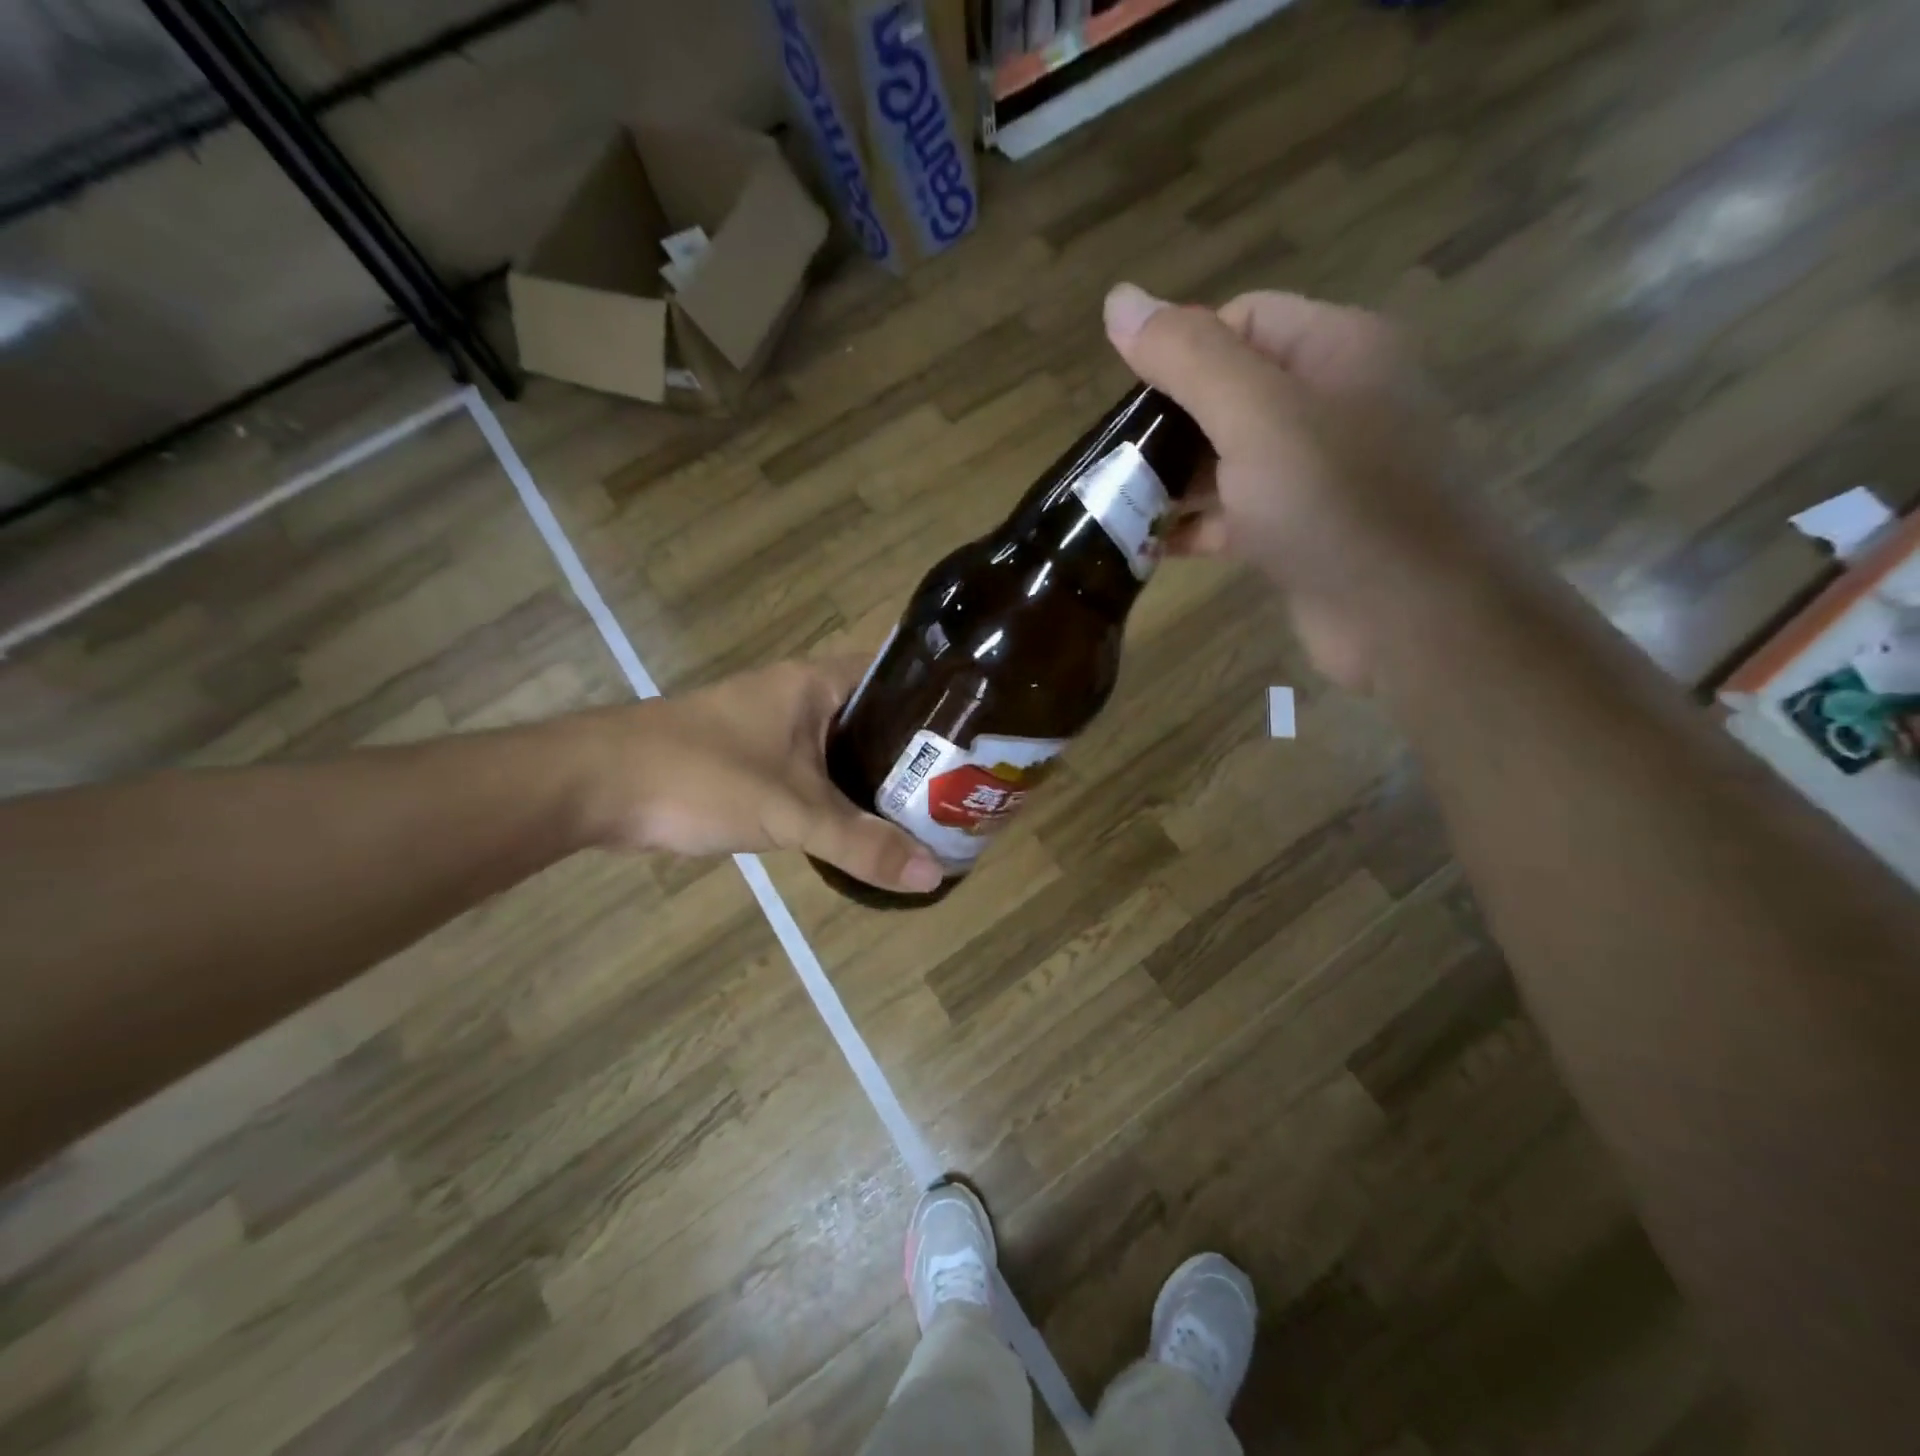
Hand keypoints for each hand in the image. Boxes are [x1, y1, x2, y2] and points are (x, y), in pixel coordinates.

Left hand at [570, 659, 942, 892]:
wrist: (597, 787)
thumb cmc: (700, 776)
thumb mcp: (791, 811)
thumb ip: (861, 843)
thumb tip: (934, 874)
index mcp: (816, 682)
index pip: (897, 672)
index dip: (938, 697)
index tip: (978, 733)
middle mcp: (799, 695)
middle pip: (876, 714)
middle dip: (915, 749)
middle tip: (963, 785)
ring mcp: (773, 727)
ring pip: (844, 746)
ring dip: (877, 774)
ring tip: (930, 807)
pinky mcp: (753, 759)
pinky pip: (815, 769)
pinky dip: (841, 791)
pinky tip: (865, 823)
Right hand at [1104, 283, 1509, 691]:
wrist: (1413, 618)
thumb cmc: (1337, 503)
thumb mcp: (1257, 416)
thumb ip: (1187, 358)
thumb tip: (1118, 298)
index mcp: (1335, 350)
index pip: (1242, 319)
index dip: (1181, 351)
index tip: (1130, 403)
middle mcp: (1332, 403)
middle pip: (1230, 392)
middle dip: (1167, 424)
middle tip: (1112, 461)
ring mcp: (1319, 474)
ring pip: (1229, 460)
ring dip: (1173, 481)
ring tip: (1114, 505)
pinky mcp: (1304, 534)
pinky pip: (1237, 515)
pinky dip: (1195, 526)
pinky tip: (1149, 546)